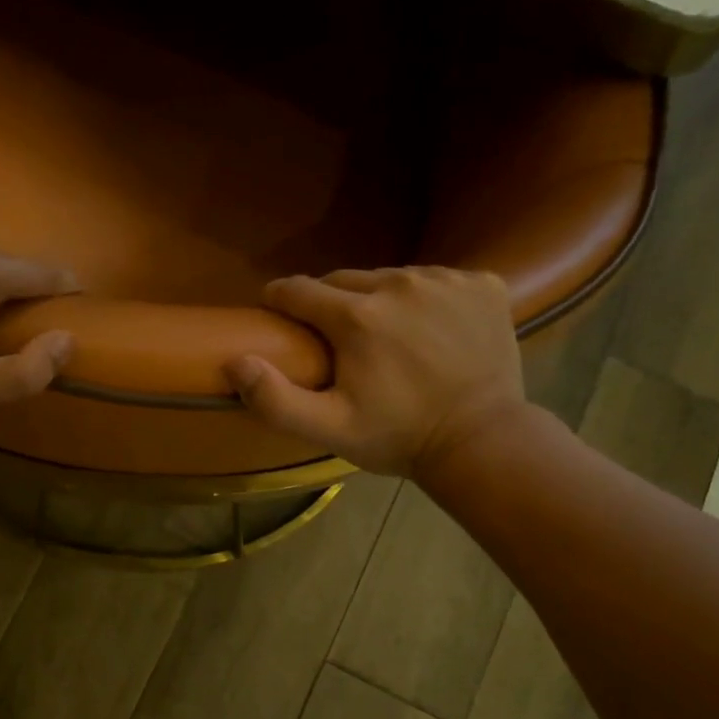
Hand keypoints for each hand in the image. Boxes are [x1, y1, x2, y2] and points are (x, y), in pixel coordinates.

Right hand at [225, 266, 527, 476]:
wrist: (482, 441)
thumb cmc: (398, 437)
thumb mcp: (329, 429)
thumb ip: (275, 399)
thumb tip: (236, 361)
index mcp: (357, 317)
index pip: (298, 290)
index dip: (280, 301)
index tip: (276, 315)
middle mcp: (400, 284)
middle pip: (344, 279)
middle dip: (329, 303)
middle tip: (334, 338)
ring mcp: (446, 280)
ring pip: (390, 277)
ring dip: (377, 299)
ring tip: (384, 336)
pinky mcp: (482, 284)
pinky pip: (436, 279)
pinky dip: (425, 299)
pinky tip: (429, 331)